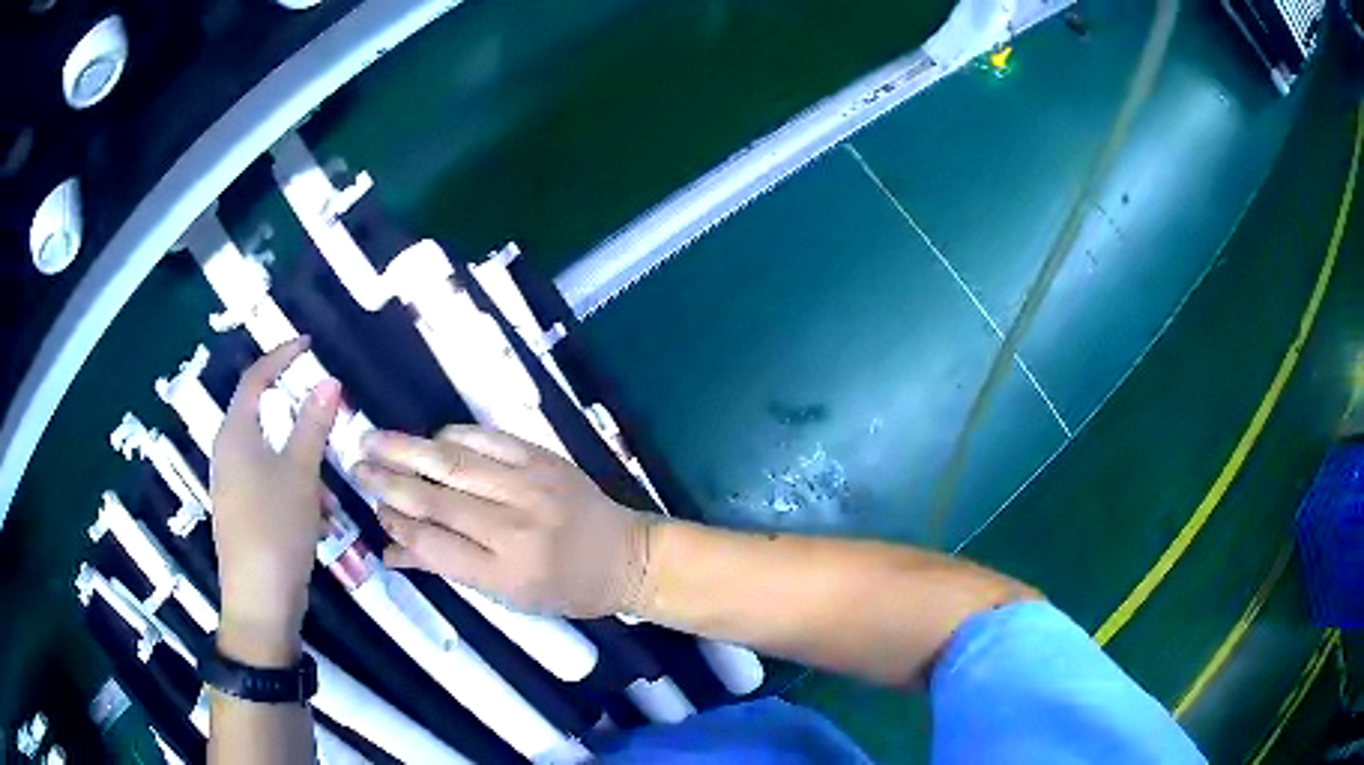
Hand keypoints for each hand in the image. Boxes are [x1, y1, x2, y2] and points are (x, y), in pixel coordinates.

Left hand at [210, 338, 341, 662]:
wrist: (259, 601)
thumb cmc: (275, 528)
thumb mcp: (301, 474)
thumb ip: (313, 425)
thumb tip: (329, 381)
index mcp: (235, 435)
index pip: (255, 379)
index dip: (280, 357)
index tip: (308, 345)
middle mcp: (228, 454)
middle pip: (263, 419)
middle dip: (299, 423)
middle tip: (328, 425)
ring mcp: (233, 486)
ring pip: (271, 457)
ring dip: (302, 466)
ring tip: (329, 495)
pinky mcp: (242, 514)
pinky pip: (270, 485)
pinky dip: (294, 490)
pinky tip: (317, 519)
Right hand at [355, 426, 653, 618]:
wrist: (626, 557)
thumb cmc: (564, 588)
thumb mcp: (507, 597)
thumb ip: (447, 570)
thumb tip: (388, 552)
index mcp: (506, 572)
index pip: (434, 545)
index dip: (396, 524)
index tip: (372, 509)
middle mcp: (514, 528)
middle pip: (436, 499)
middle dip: (388, 481)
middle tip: (355, 465)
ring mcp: (531, 487)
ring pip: (454, 463)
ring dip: (408, 449)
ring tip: (372, 440)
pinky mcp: (544, 459)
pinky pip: (489, 439)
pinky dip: (455, 435)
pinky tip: (431, 437)